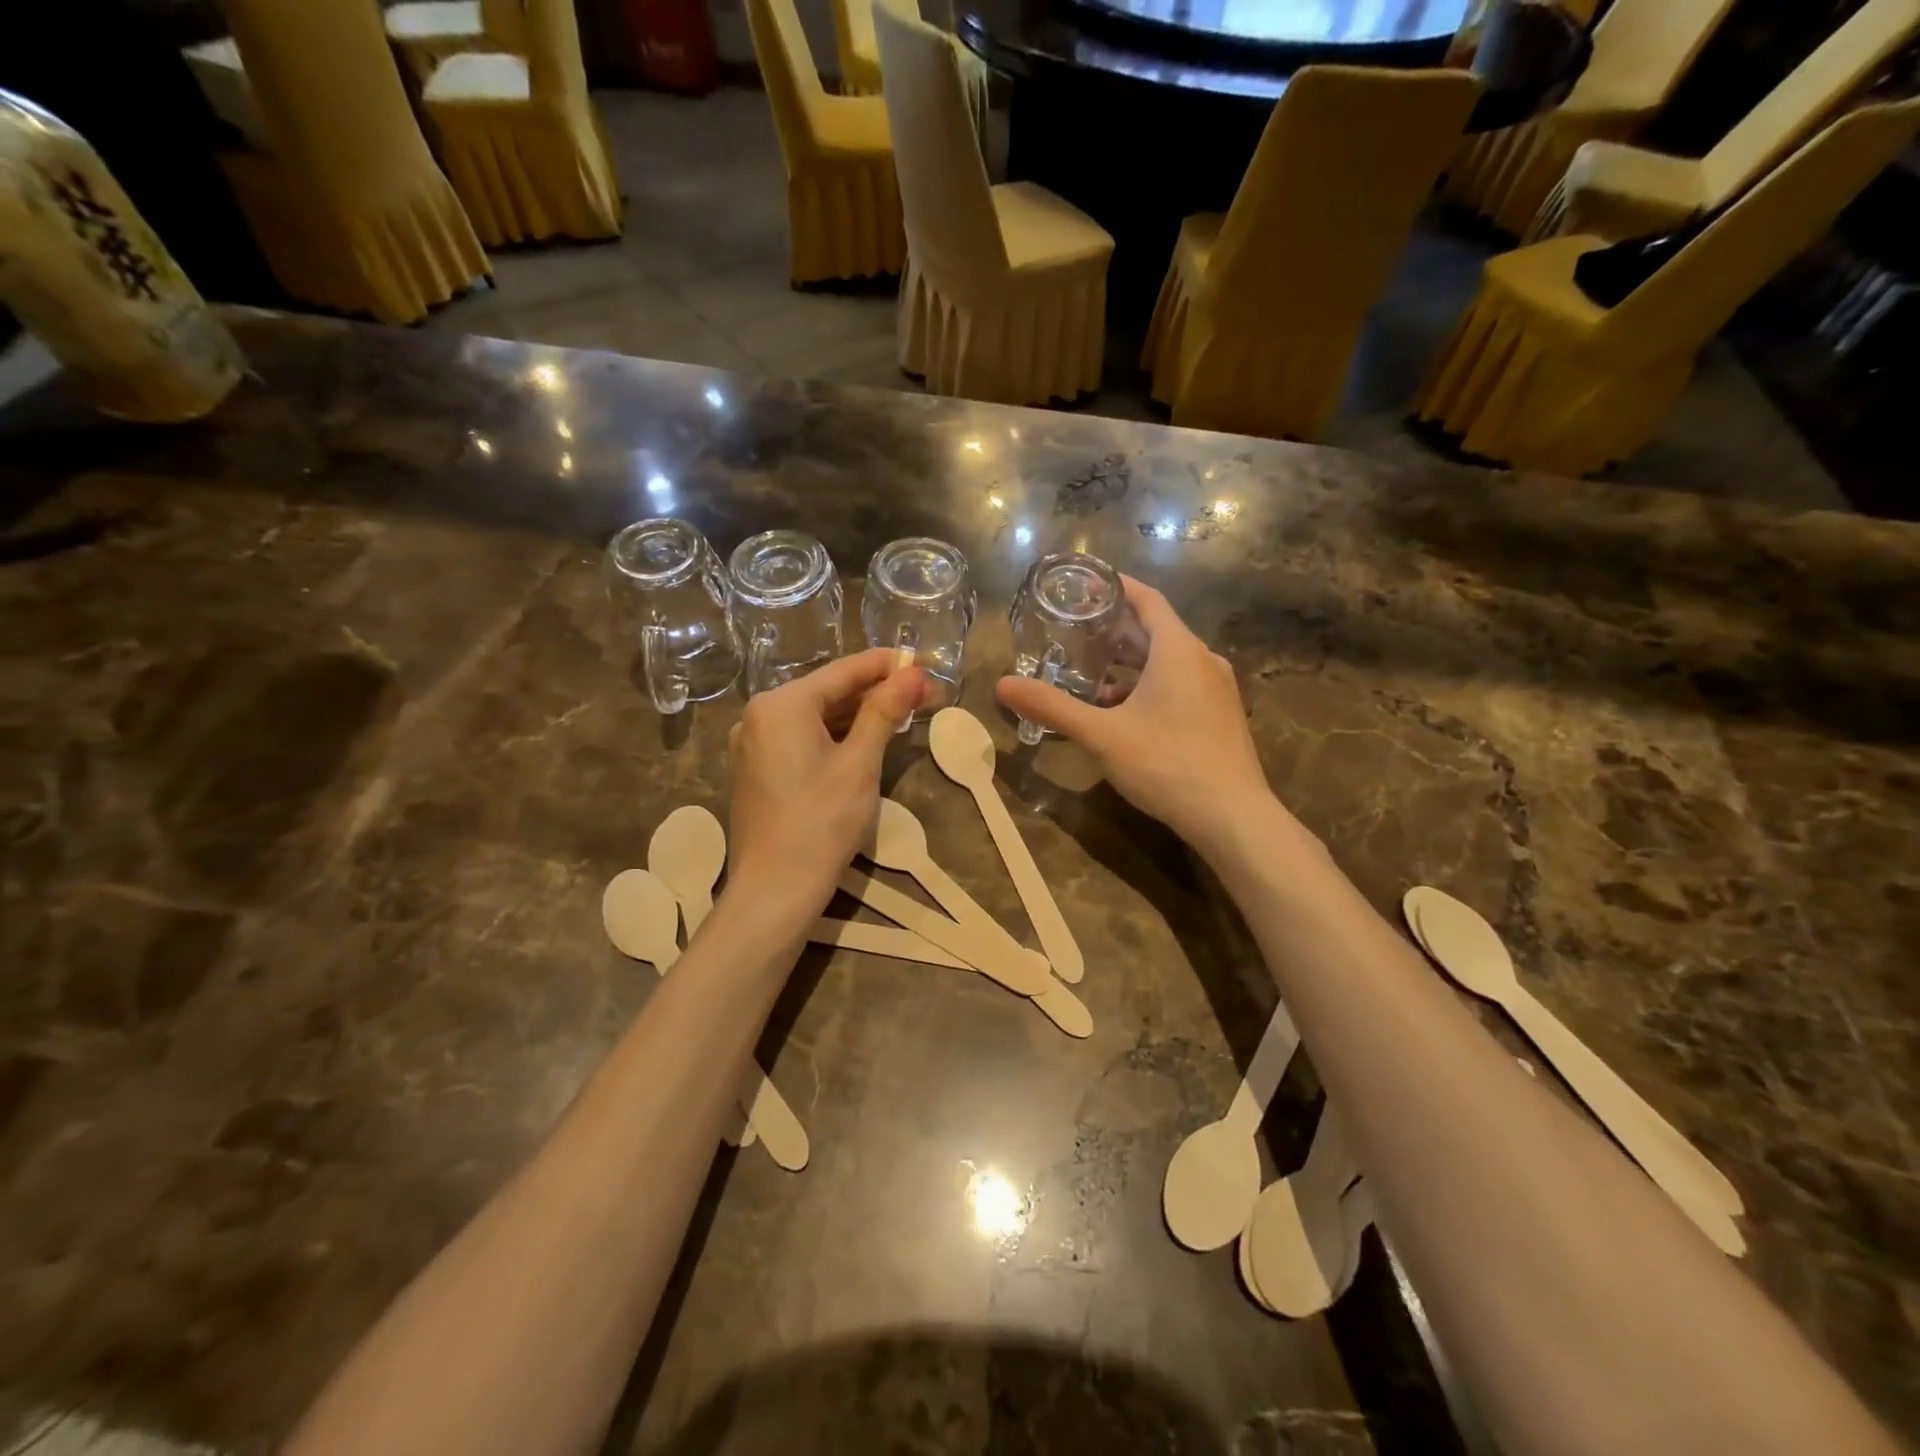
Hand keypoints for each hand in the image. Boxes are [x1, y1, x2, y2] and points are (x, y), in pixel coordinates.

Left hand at [727, 648, 924, 918]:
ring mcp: (752, 742)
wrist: (775, 888)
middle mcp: (759, 714)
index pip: (843, 671)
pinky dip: (832, 735)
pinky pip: (799, 737)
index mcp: (781, 704)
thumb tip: (912, 672)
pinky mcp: (755, 767)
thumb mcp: (860, 763)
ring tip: (900, 713)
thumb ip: (884, 711)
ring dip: (855, 714)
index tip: (920, 660)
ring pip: (813, 715)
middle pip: (826, 691)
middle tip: (920, 692)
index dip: (885, 665)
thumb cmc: (822, 822)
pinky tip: (863, 739)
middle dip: (873, 691)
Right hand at [995, 578, 1277, 856]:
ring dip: (1131, 664)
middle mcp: (1203, 660)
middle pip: (1156, 631)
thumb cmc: (1166, 764)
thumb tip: (1002, 685)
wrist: (1233, 817)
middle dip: (1116, 630)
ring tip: (1091, 675)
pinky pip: (1181, 684)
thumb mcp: (1101, 735)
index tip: (1086, 585)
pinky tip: (1125, 713)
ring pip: (1169, 662)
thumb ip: (1052, 707)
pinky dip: (1150, 686)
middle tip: (1075, 632)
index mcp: (1178, 650)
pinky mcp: (1220, 715)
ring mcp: (1217, 689)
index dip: (1117, 587)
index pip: (1147, 599)